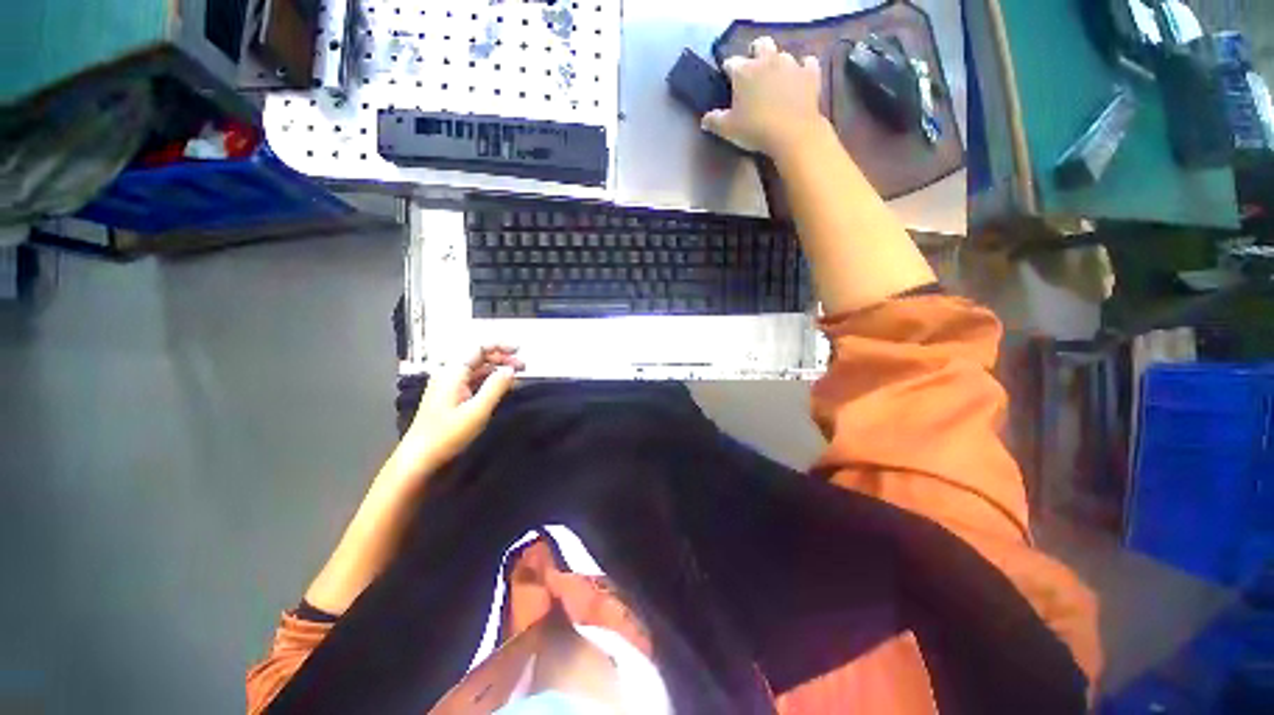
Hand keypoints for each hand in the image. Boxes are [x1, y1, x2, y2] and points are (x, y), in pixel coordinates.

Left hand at [397, 346, 524, 474]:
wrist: (419, 458)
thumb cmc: (447, 434)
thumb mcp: (477, 410)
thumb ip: (496, 386)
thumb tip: (511, 369)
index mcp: (452, 372)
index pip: (478, 347)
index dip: (500, 345)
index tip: (520, 350)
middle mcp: (449, 374)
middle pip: (478, 357)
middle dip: (502, 358)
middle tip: (524, 366)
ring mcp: (449, 386)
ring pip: (477, 369)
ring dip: (498, 369)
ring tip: (517, 375)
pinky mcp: (451, 397)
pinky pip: (474, 381)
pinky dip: (490, 380)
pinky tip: (503, 387)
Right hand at [702, 36, 824, 159]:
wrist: (792, 134)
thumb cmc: (755, 130)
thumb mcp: (728, 130)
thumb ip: (714, 121)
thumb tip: (705, 120)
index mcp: (744, 71)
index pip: (730, 63)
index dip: (727, 72)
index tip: (727, 83)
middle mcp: (767, 60)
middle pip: (760, 45)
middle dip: (755, 54)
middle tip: (753, 73)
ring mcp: (790, 65)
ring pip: (782, 54)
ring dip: (777, 64)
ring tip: (774, 82)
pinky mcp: (810, 74)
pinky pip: (807, 63)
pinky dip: (802, 69)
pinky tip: (798, 80)